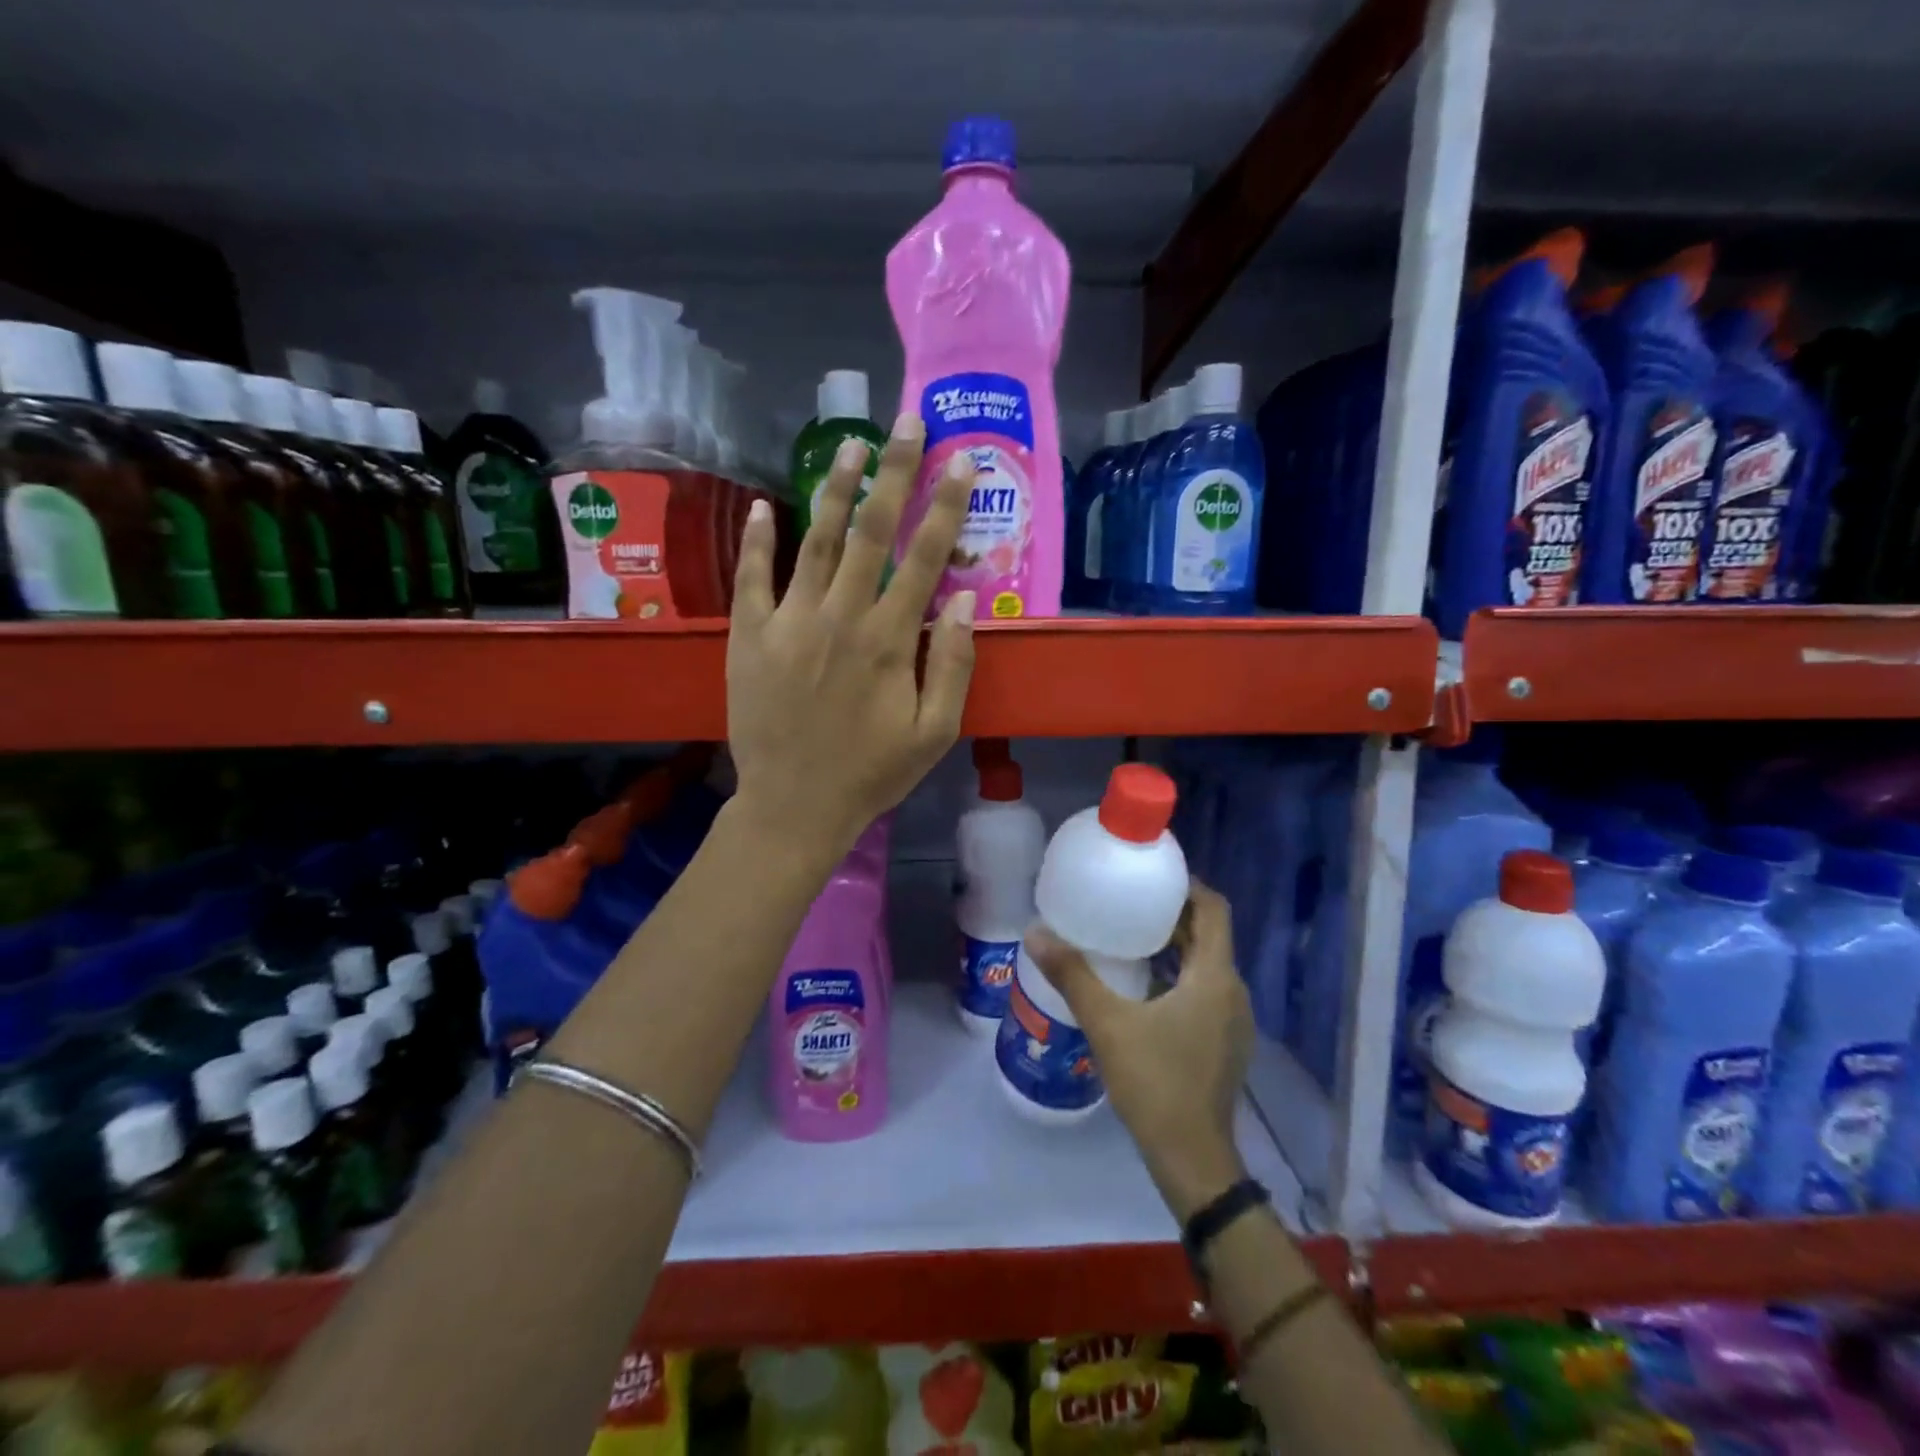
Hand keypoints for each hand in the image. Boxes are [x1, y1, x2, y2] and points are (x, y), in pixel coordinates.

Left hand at [727, 415, 976, 858]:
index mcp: (887, 641)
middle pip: (870, 531)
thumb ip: (951, 665)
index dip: (945, 506)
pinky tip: (767, 506)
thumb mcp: (933, 732)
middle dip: (894, 473)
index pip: (923, 558)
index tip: (961, 462)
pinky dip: (759, 540)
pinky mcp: (748, 636)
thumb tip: (959, 600)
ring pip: (816, 541)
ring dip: (836, 489)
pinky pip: (753, 578)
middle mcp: (839, 617)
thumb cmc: (871, 773)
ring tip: (851, 444)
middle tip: (906, 424)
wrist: (794, 806)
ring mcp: (788, 622)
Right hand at [1024, 881, 1252, 1219]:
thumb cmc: (1156, 1084)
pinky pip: (1205, 989)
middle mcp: (1233, 991)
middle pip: (1209, 934)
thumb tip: (1036, 933)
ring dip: (1176, 945)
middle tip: (1129, 901)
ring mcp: (1233, 1020)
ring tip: (1130, 935)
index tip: (1151, 876)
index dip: (1187, 886)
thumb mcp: (1108, 1024)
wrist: (1193, 1161)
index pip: (1214, 909)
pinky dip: (1179, 974)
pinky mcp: (1225, 1042)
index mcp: (1215, 977)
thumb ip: (1072, 976)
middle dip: (1173, 913)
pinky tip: (1143, 984)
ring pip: (1207, 964)